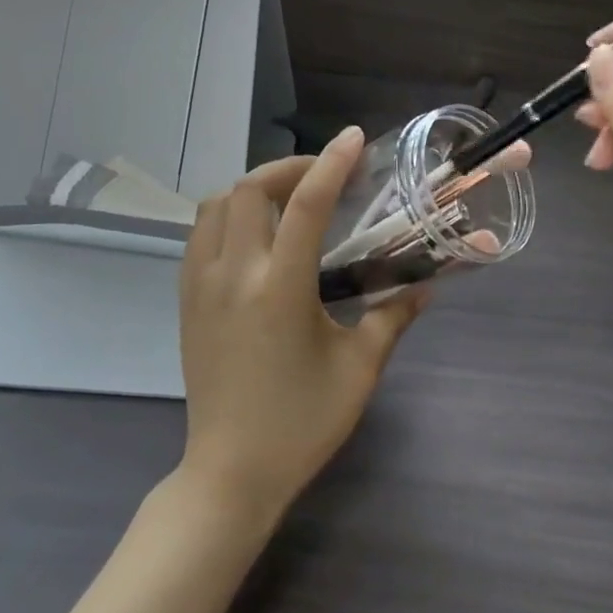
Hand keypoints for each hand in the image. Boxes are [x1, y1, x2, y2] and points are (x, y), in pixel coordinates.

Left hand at [177, 127, 426, 518]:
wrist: (230, 473)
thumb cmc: (300, 424)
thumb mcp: (359, 370)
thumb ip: (392, 318)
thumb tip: (426, 286)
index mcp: (279, 289)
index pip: (304, 205)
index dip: (331, 164)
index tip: (353, 138)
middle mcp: (233, 275)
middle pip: (248, 190)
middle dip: (288, 168)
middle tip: (323, 176)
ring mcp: (201, 285)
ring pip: (214, 205)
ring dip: (252, 189)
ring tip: (287, 200)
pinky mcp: (186, 300)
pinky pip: (199, 234)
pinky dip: (227, 215)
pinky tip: (255, 235)